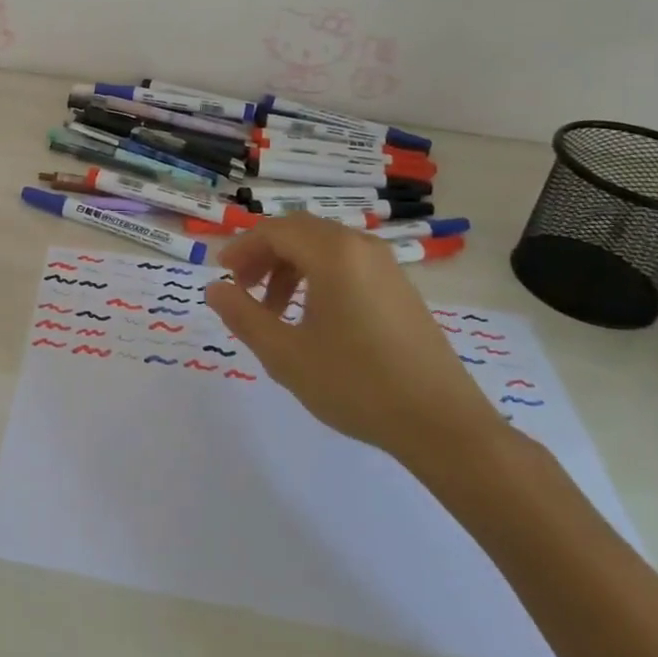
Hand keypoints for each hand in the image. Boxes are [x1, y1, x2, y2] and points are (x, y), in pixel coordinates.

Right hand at [204, 215, 502, 468]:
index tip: (222, 276)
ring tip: (274, 311)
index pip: (274, 231)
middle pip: (299, 232)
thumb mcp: (285, 354)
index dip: (242, 249)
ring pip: (324, 248)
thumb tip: (214, 288)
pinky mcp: (401, 289)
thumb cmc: (356, 384)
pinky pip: (348, 265)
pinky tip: (313, 319)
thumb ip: (243, 315)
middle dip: (264, 255)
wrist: (443, 425)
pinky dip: (319, 278)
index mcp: (333, 253)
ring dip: (290, 268)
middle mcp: (361, 247)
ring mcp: (386, 267)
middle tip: (243, 290)